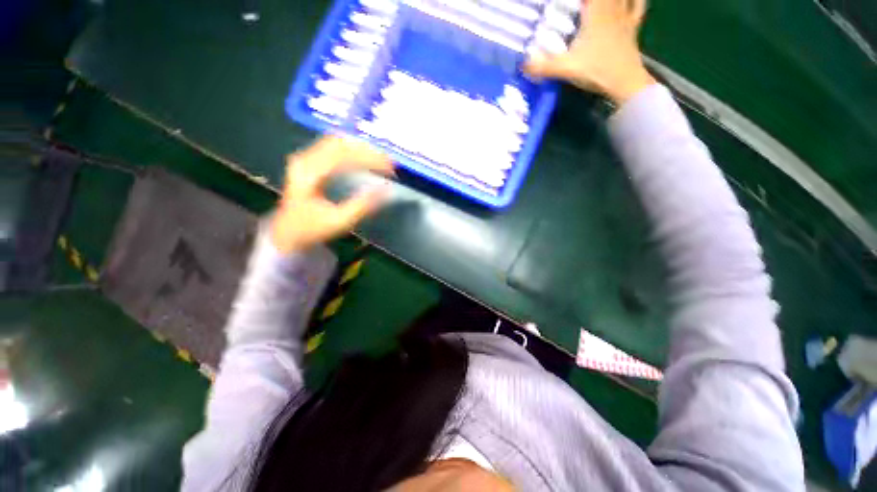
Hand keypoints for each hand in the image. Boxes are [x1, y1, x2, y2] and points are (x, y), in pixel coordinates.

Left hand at [270, 136, 394, 252]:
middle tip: (389, 163)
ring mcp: (305, 159)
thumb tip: (386, 189)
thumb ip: (362, 204)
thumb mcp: (339, 221)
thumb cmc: (312, 229)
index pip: (344, 155)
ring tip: (381, 158)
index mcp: (309, 173)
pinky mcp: (308, 162)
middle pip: (340, 143)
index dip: (370, 158)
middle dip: (368, 151)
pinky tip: (363, 156)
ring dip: (360, 148)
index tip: (390, 168)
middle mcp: (305, 160)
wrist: (287, 233)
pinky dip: (351, 150)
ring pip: (336, 142)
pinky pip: (332, 147)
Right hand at [524, 0, 655, 105]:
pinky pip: (638, 6)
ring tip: (595, 5)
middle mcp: (611, 9)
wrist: (625, 83)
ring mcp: (625, 17)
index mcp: (595, 13)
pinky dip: (636, 0)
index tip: (561, 2)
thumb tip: (521, 64)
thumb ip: (544, 66)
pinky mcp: (632, 28)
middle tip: (579, 6)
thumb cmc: (597, 71)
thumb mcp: (566, 69)